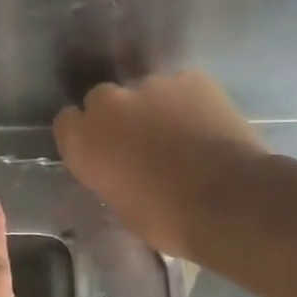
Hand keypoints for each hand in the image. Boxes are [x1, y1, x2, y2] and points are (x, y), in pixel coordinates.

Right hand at [53, 71, 267, 259]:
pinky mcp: (191, 78)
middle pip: (102, 100)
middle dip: (117, 117)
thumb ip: (110, 174)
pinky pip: (181, 88)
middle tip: (140, 142)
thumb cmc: (168, 219)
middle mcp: (110, 104)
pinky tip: (205, 126)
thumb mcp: (121, 205)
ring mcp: (152, 85)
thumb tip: (119, 167)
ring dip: (154, 109)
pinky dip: (188, 103)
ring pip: (145, 92)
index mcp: (84, 141)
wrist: (229, 200)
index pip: (66, 123)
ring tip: (180, 135)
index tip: (100, 151)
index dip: (84, 135)